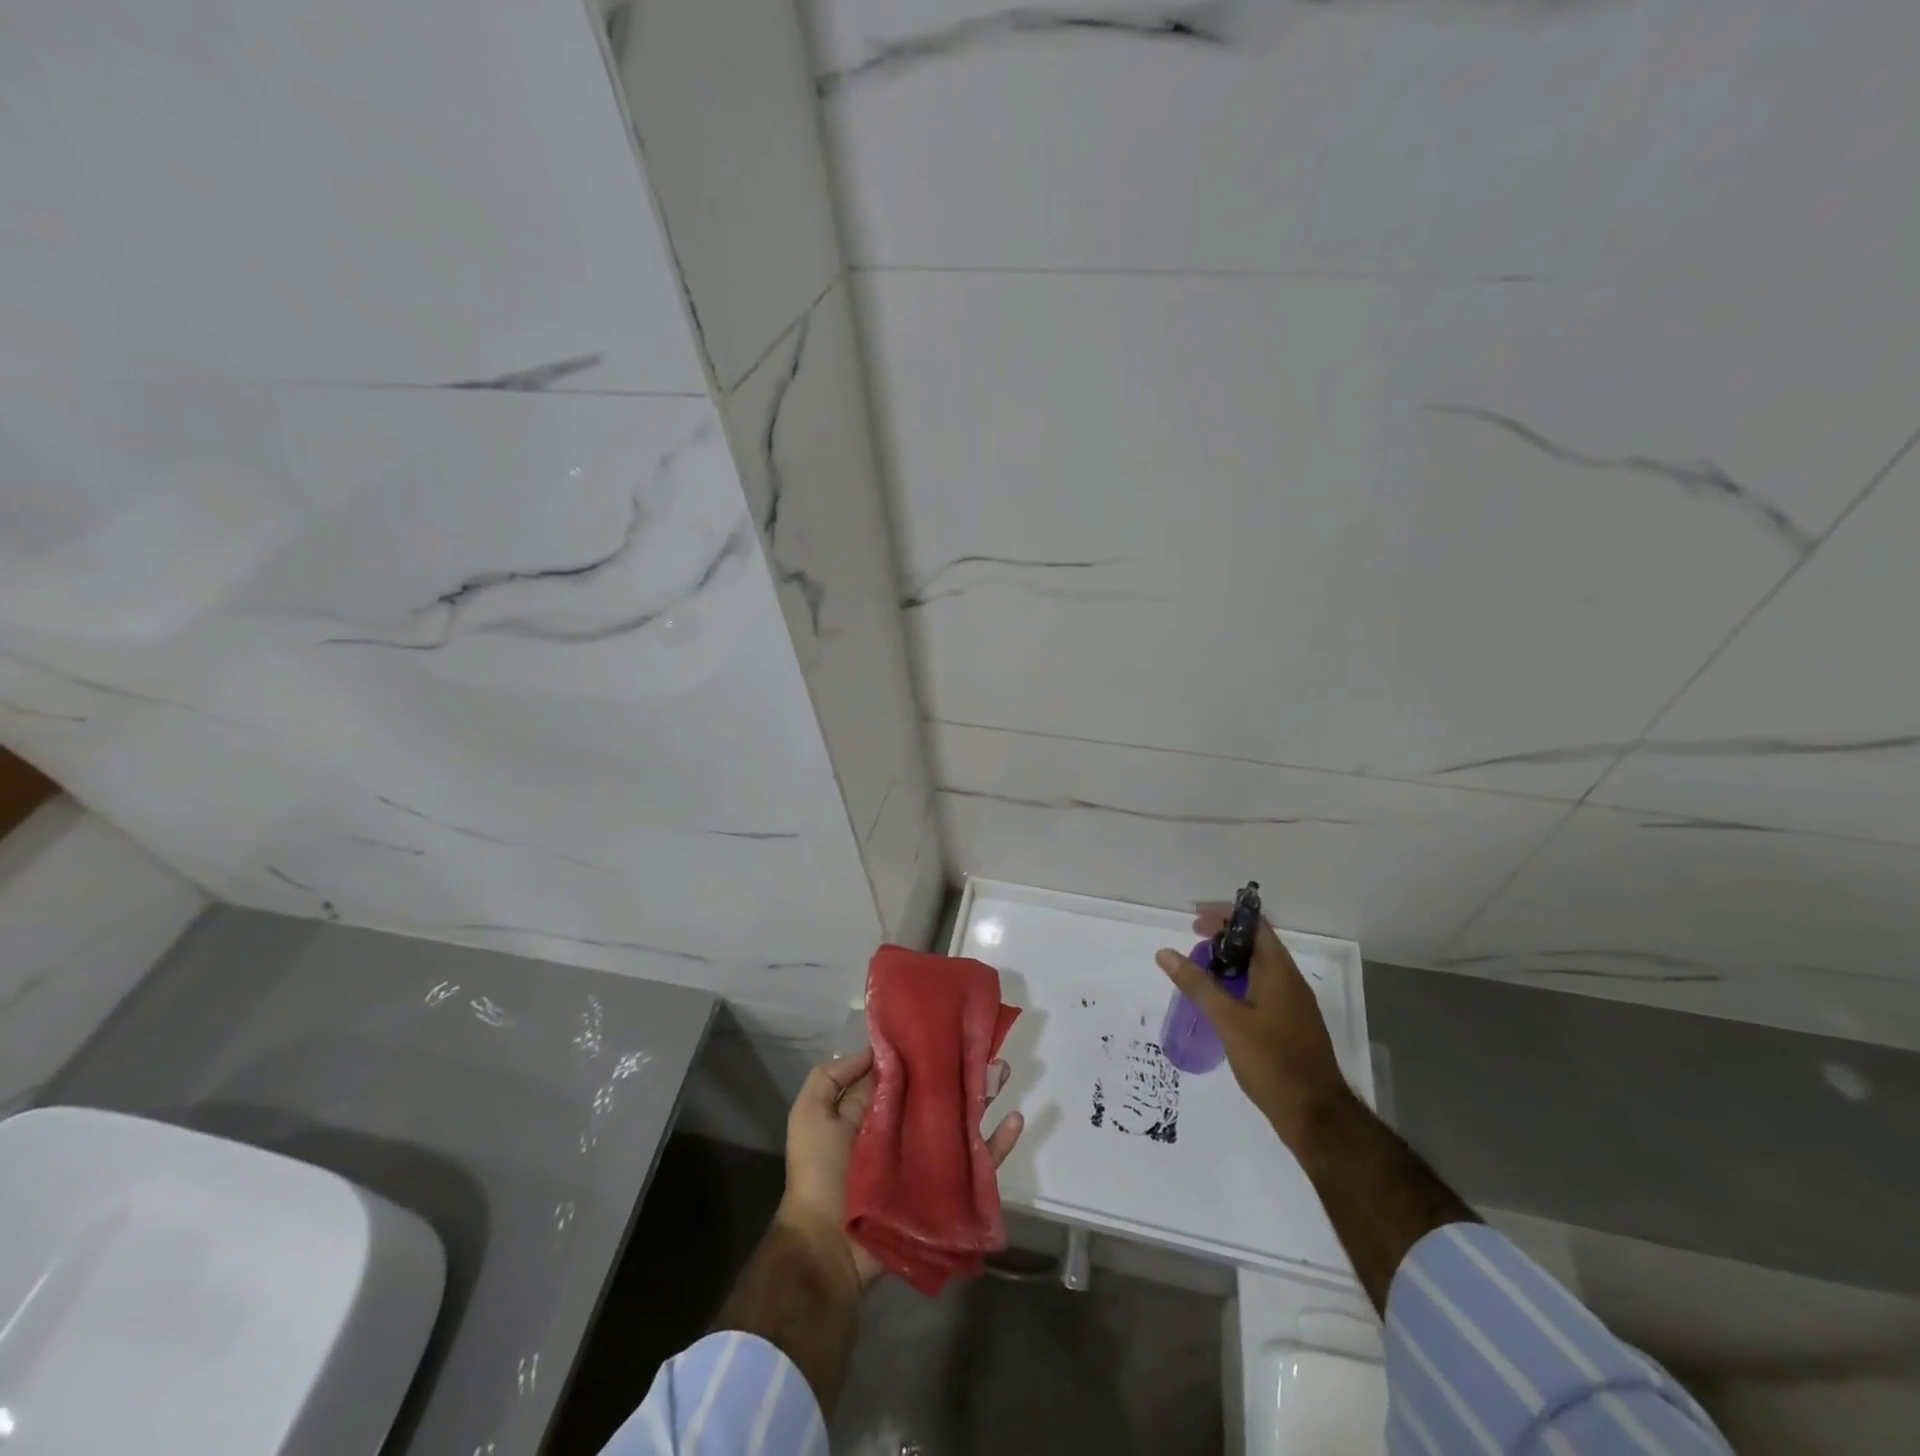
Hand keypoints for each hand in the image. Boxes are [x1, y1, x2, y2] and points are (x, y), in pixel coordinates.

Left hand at [778, 1047, 1023, 1292]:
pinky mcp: (945, 1188)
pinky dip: (998, 1145)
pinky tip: (1015, 1121)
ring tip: (1003, 1071)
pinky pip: (978, 1164)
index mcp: (877, 1108)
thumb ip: (833, 1076)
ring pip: (963, 1119)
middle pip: (941, 1091)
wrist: (828, 1246)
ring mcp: (927, 1157)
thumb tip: (876, 1049)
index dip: (927, 1049)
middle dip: (963, 1068)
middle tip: (988, 1045)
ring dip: (985, 1095)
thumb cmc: (819, 1173)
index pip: (908, 1071)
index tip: (950, 1026)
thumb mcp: (810, 1113)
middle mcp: (906, 1127)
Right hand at [1156, 908, 1352, 1148]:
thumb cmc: (1272, 1061)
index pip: (1255, 925)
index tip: (1195, 919)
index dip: (1226, 915)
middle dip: (1224, 938)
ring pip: (1260, 968)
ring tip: (1201, 970)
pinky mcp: (1291, 1025)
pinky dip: (1240, 984)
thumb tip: (1165, 952)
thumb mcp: (1228, 1020)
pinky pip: (1264, 989)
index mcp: (1279, 972)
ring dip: (1232, 962)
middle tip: (1192, 943)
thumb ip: (1197, 984)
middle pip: (1257, 944)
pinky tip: (1221, 1003)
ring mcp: (1294, 1005)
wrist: (1316, 1116)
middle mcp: (1290, 981)